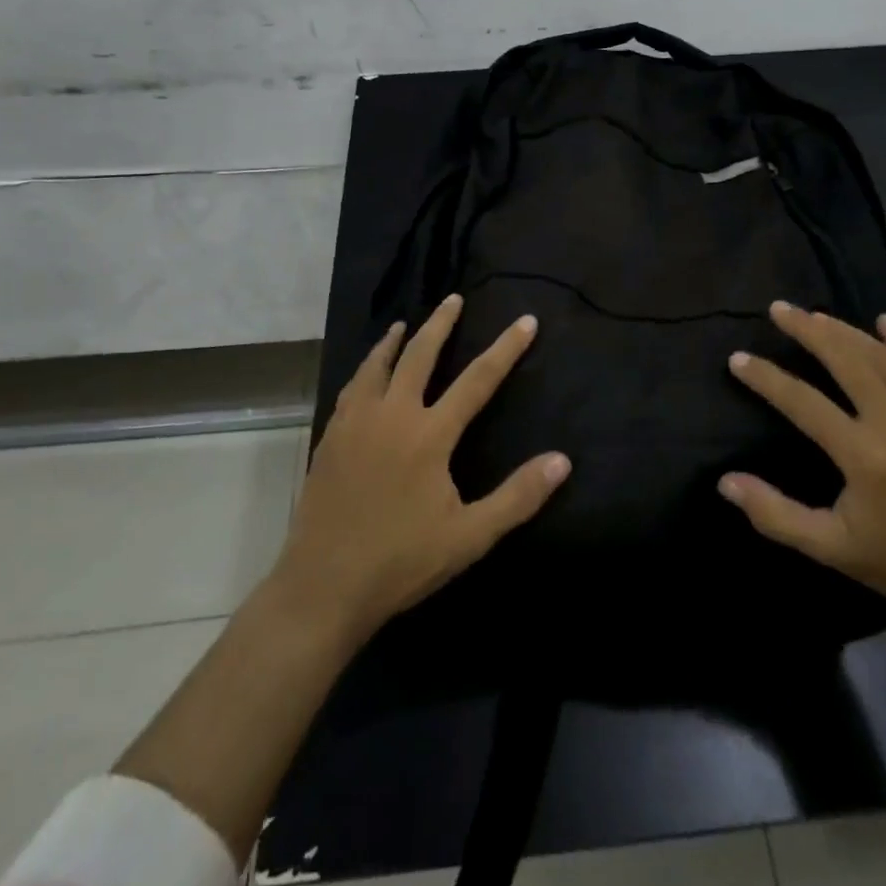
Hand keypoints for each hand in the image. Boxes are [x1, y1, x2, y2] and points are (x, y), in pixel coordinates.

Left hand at [270, 293, 570, 644]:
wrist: (323, 587)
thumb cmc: (401, 561)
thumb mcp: (470, 536)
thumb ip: (517, 496)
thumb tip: (562, 460)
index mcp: (429, 434)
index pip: (477, 380)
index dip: (505, 349)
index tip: (525, 321)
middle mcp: (392, 416)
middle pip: (419, 356)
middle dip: (441, 324)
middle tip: (453, 299)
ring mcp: (355, 424)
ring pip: (377, 366)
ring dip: (394, 341)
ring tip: (404, 324)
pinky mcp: (330, 439)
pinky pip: (350, 389)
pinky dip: (365, 369)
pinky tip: (366, 374)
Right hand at [719, 302, 885, 627]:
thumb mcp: (830, 547)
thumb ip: (775, 514)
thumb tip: (725, 482)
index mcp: (863, 456)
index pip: (802, 402)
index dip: (766, 378)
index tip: (737, 359)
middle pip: (846, 360)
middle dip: (807, 330)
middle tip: (778, 310)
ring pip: (881, 356)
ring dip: (845, 330)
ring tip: (813, 314)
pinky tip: (882, 322)